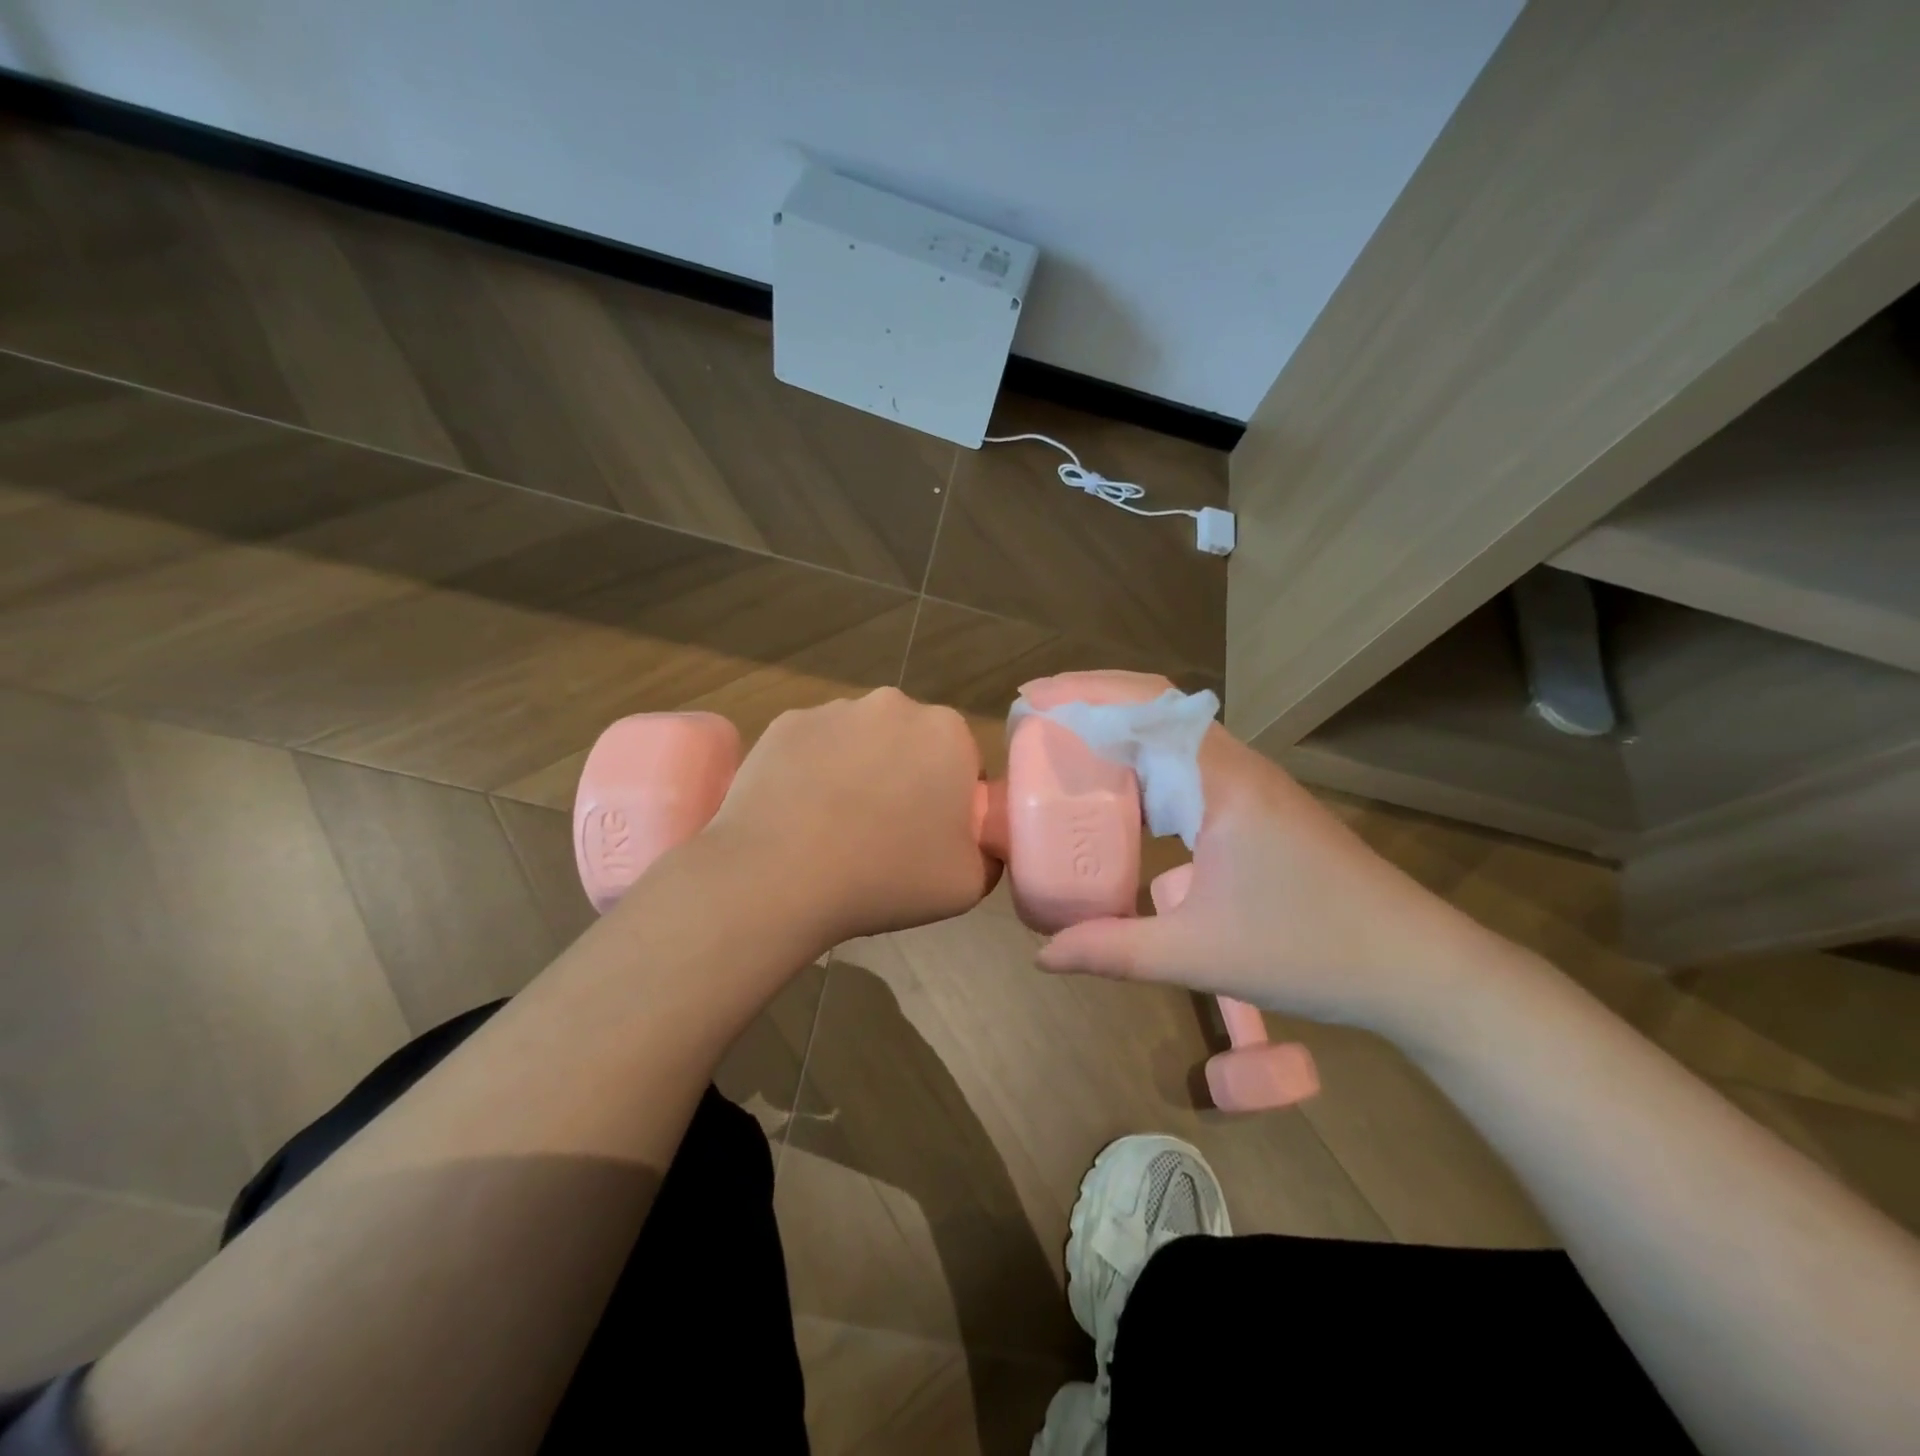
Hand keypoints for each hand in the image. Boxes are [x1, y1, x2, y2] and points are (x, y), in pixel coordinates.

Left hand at [704, 688, 997, 953]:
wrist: (779, 878)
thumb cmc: (886, 877)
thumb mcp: (969, 882)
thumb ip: (988, 850)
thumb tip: (972, 836)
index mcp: (947, 733)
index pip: (962, 764)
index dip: (950, 803)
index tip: (929, 838)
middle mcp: (893, 704)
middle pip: (911, 744)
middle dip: (904, 777)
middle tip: (883, 834)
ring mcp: (833, 709)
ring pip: (859, 741)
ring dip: (857, 771)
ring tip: (833, 828)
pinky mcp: (784, 723)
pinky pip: (812, 746)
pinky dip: (811, 771)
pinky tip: (798, 814)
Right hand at [1033, 677, 1502, 1034]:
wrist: (1416, 966)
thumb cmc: (1311, 951)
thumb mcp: (1198, 955)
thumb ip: (1113, 950)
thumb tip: (1042, 955)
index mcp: (1221, 781)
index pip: (1143, 707)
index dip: (1081, 695)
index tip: (1028, 701)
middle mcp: (1235, 764)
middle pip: (1154, 705)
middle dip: (1090, 701)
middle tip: (1033, 720)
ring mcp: (1250, 781)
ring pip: (1173, 731)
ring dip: (1119, 727)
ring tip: (1063, 744)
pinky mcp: (1256, 803)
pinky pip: (1187, 762)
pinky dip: (1143, 759)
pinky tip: (1120, 792)